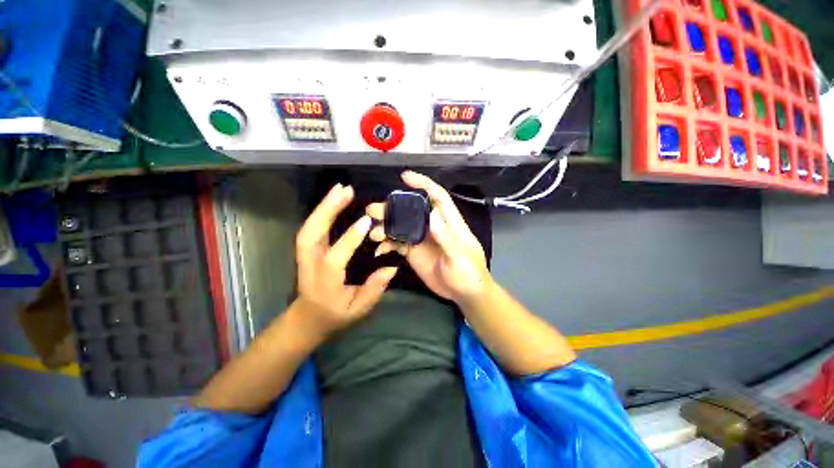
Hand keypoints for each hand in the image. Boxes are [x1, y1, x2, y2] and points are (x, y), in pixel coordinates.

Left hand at [294, 183, 397, 336]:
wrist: (307, 317)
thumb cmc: (335, 314)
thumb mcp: (358, 309)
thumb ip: (374, 290)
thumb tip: (392, 268)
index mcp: (325, 282)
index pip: (335, 257)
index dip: (349, 239)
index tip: (366, 221)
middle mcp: (311, 265)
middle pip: (311, 234)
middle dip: (326, 210)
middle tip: (345, 191)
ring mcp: (305, 256)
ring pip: (309, 227)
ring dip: (324, 206)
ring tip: (340, 189)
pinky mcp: (307, 250)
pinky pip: (312, 227)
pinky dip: (321, 211)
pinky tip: (334, 200)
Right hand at [367, 171, 492, 304]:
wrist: (464, 293)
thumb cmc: (469, 273)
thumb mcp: (460, 257)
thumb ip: (446, 238)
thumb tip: (432, 216)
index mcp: (448, 222)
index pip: (437, 196)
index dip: (423, 184)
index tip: (405, 177)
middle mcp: (432, 226)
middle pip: (412, 210)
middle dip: (393, 207)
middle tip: (374, 211)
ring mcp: (421, 239)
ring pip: (401, 225)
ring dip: (386, 226)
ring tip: (373, 232)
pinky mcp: (414, 252)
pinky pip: (397, 243)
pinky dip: (387, 243)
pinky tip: (379, 249)